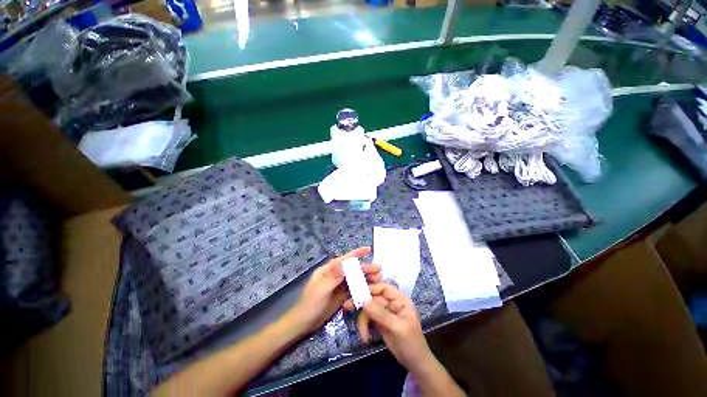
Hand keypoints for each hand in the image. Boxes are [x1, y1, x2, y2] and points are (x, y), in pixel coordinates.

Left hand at [290, 246, 381, 333]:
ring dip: (366, 278)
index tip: (368, 249)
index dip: (356, 253)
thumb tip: (342, 261)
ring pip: (354, 279)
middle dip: (365, 268)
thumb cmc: (309, 305)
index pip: (344, 260)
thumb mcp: (320, 290)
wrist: (303, 324)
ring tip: (378, 280)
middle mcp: (335, 275)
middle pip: (352, 269)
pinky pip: (353, 290)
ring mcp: (338, 285)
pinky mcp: (341, 295)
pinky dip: (361, 289)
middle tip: (379, 270)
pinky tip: (370, 291)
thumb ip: (333, 277)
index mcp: (328, 270)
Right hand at [343, 283, 434, 372]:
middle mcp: (391, 302)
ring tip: (363, 334)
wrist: (415, 364)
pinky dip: (364, 326)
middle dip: (361, 304)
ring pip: (368, 308)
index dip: (371, 288)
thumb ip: (381, 314)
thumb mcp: (398, 327)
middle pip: (373, 297)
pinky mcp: (379, 322)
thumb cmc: (411, 343)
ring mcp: (384, 312)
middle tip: (347, 307)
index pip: (383, 287)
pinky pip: (368, 318)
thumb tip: (364, 301)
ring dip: (363, 320)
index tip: (357, 294)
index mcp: (399, 299)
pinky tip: (365, 337)